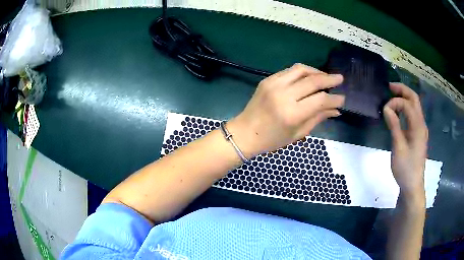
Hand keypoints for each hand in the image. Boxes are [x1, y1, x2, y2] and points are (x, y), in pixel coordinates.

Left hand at [227, 63, 344, 158]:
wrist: (245, 132)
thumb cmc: (272, 139)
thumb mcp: (298, 133)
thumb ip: (318, 118)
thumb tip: (336, 110)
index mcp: (291, 113)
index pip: (320, 100)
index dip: (334, 98)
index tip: (342, 99)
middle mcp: (283, 95)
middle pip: (313, 81)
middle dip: (330, 79)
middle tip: (340, 79)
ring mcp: (274, 84)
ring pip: (301, 69)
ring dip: (317, 71)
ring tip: (326, 77)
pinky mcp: (268, 79)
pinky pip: (290, 71)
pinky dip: (303, 72)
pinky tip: (310, 77)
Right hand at [383, 83, 427, 201]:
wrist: (413, 185)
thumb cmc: (405, 168)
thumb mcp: (398, 148)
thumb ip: (394, 126)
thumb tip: (387, 108)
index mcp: (418, 126)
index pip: (407, 104)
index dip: (395, 102)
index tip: (384, 110)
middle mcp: (421, 124)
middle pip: (414, 99)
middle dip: (402, 90)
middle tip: (389, 87)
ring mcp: (421, 128)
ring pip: (415, 106)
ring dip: (404, 98)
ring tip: (392, 96)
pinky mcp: (418, 134)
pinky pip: (413, 114)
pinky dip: (406, 108)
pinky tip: (398, 111)